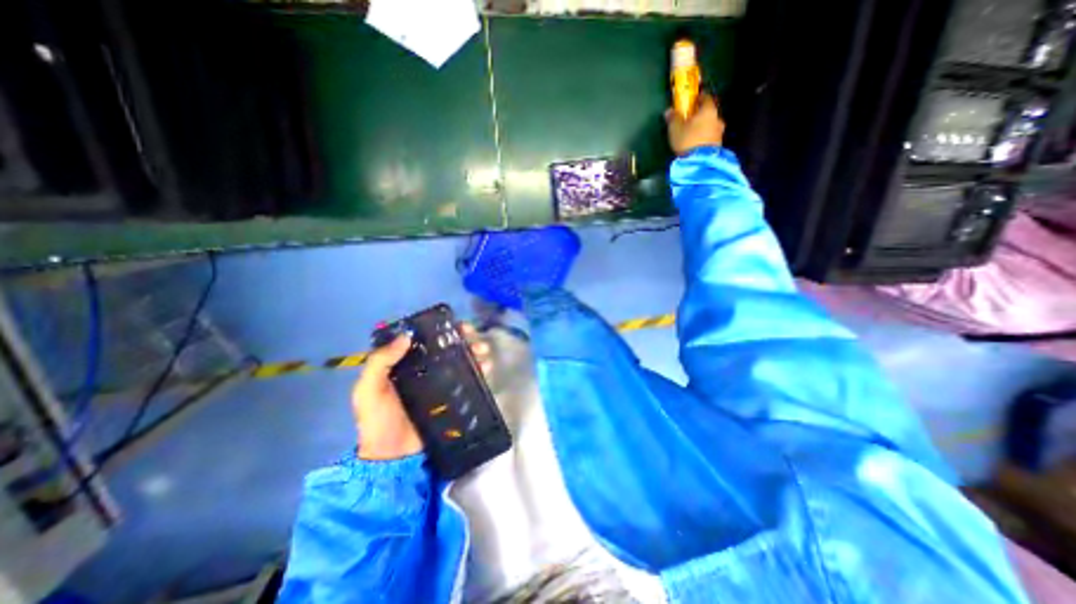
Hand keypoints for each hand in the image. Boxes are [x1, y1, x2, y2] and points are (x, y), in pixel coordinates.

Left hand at [353, 325, 489, 458]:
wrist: (392, 457)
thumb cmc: (378, 420)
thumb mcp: (369, 389)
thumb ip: (380, 362)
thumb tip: (407, 336)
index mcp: (406, 364)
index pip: (426, 340)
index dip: (441, 329)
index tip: (454, 325)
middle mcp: (426, 369)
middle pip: (448, 348)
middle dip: (464, 339)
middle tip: (473, 337)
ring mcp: (442, 384)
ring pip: (461, 361)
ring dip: (474, 352)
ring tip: (482, 352)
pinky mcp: (453, 398)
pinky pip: (468, 381)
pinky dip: (479, 372)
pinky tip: (486, 368)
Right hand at [666, 91, 720, 155]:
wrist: (699, 162)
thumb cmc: (687, 140)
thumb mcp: (675, 129)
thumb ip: (673, 118)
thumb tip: (669, 111)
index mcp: (708, 110)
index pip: (706, 98)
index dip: (698, 98)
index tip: (692, 101)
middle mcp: (717, 118)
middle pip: (709, 113)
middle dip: (701, 116)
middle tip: (691, 121)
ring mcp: (720, 133)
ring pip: (711, 126)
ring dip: (703, 128)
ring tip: (693, 135)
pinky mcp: (719, 145)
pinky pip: (711, 138)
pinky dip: (705, 138)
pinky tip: (697, 144)